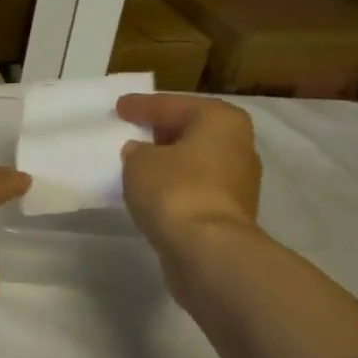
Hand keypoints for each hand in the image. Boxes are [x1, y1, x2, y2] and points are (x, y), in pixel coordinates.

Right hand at [117, 94, 262, 247]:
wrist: (209, 251)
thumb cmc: (175, 190)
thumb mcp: (139, 161)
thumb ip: (137, 151)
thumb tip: (142, 153)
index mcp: (220, 120)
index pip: (172, 105)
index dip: (142, 105)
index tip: (119, 106)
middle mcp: (238, 145)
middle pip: (191, 130)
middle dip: (162, 131)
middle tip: (132, 129)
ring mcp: (239, 182)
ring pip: (195, 161)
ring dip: (170, 161)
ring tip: (138, 162)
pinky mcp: (230, 213)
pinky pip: (195, 187)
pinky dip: (176, 186)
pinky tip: (153, 190)